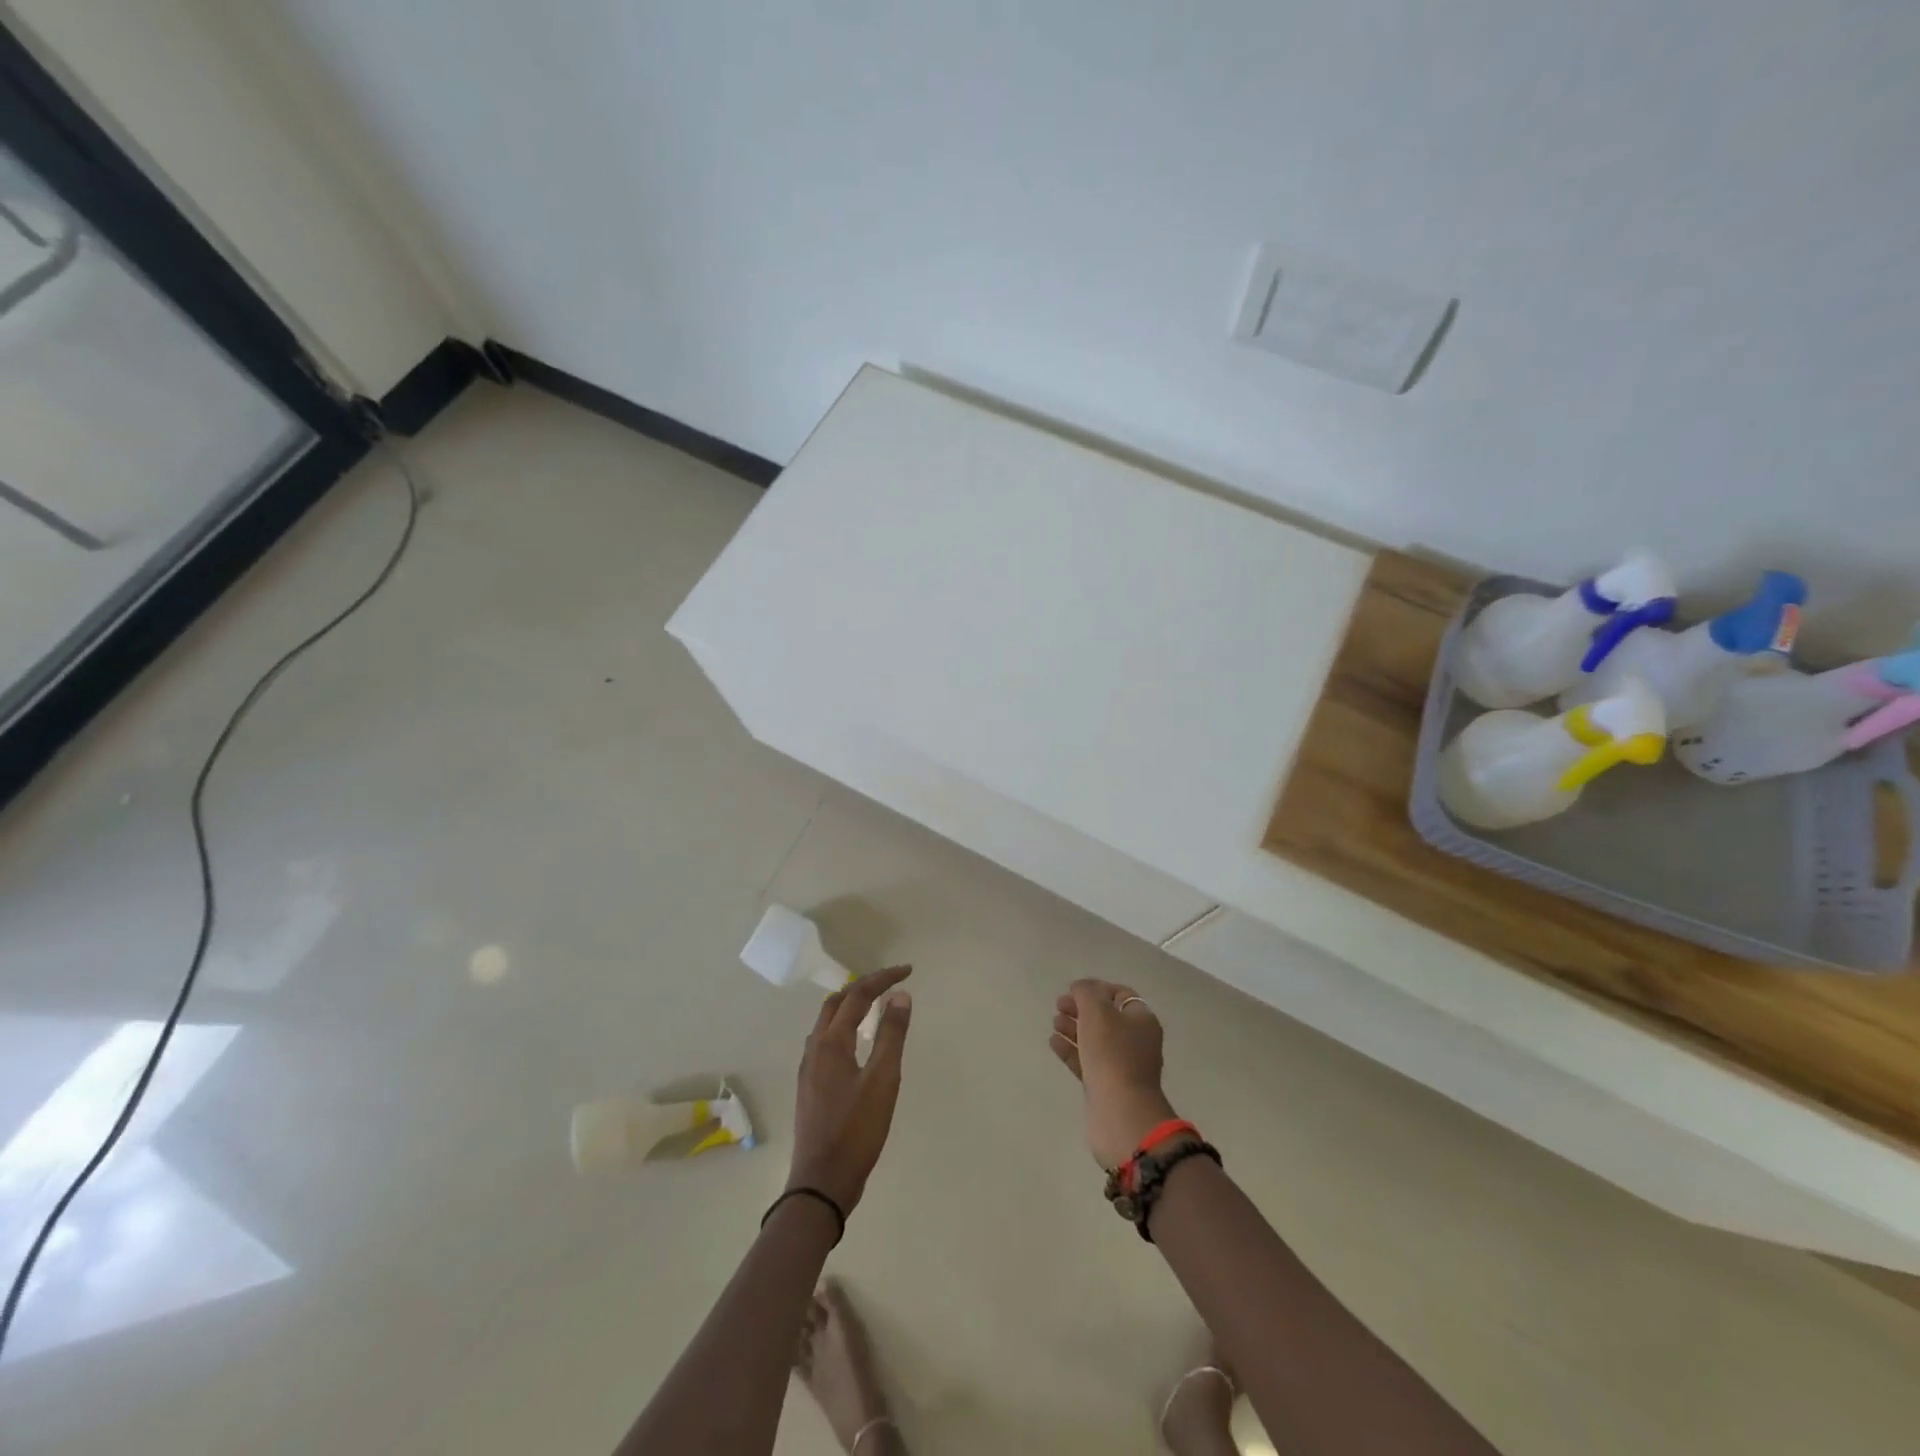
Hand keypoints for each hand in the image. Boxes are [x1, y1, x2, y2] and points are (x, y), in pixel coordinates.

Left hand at [788, 966, 913, 1212]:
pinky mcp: (810, 1085)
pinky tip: (857, 1041)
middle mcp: (815, 1048)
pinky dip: (844, 1026)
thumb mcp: (883, 1081)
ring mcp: (809, 1068)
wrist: (821, 1182)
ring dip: (851, 1004)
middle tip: (892, 983)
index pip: (857, 995)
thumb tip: (900, 995)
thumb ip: (892, 1035)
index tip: (907, 971)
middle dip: (864, 986)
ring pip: (827, 1021)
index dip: (882, 978)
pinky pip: (825, 1040)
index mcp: (831, 1042)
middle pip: (837, 1002)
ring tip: (876, 1005)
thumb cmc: (856, 1130)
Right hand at [1049, 979, 1178, 1167]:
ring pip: (1095, 1039)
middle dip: (1082, 1008)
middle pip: (1106, 1017)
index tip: (1073, 989)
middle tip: (1059, 1005)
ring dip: (1074, 1028)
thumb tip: (1080, 988)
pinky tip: (1054, 1042)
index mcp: (1141, 1020)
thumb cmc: (1112, 1053)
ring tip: (1054, 1022)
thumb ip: (1086, 992)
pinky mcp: (1106, 1086)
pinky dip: (1071, 1049)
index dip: (1097, 988)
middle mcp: (1136, 1041)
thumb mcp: (1097, 1011)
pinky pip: (1087, 1061)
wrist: (1120, 1111)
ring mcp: (1122, 1065)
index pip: (1120, 995)